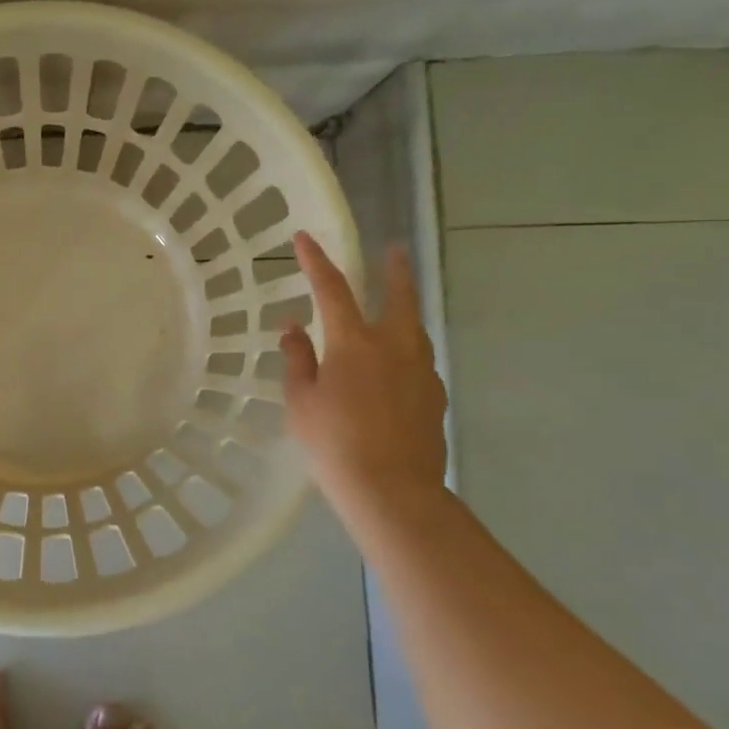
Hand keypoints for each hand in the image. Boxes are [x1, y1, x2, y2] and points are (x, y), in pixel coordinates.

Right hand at [281, 234, 447, 519]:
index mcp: (354, 343)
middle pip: (398, 297)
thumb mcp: (301, 401)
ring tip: (394, 309)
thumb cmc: (333, 442)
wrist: (392, 490)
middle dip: (395, 270)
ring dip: (404, 310)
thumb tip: (293, 329)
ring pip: (414, 328)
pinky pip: (418, 361)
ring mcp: (420, 371)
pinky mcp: (434, 397)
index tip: (304, 238)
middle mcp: (393, 347)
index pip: (332, 289)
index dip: (315, 261)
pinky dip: (405, 351)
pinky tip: (395, 369)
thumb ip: (298, 359)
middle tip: (395, 250)